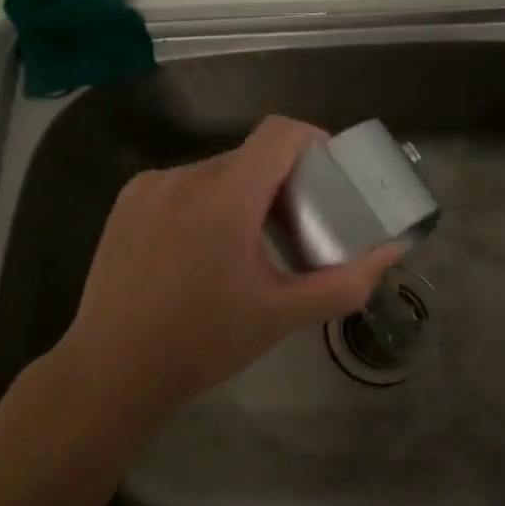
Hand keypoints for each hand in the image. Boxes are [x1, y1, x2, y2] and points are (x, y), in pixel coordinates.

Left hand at [45, 116, 403, 415]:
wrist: (111, 371)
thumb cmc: (204, 342)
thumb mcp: (283, 315)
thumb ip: (345, 281)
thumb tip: (393, 251)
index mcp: (227, 198)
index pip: (281, 134)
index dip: (314, 142)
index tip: (329, 175)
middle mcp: (187, 177)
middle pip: (251, 157)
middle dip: (282, 182)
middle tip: (296, 228)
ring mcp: (151, 186)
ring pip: (217, 171)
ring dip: (243, 194)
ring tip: (248, 246)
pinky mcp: (127, 201)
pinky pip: (184, 184)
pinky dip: (206, 202)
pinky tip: (201, 249)